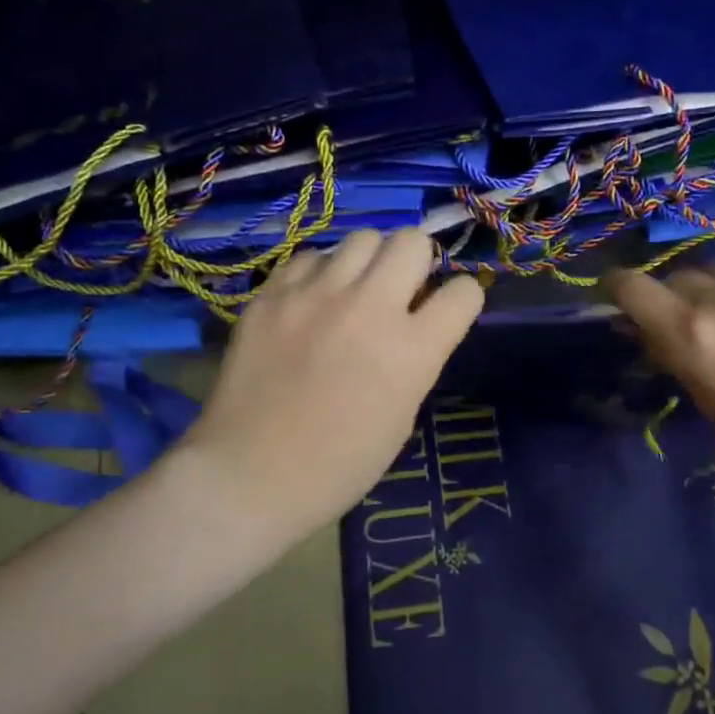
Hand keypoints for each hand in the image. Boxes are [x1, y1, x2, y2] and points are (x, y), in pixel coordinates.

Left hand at [181, 228, 483, 538]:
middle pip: (412, 241)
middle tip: (402, 287)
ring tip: (355, 289)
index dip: (462, 298)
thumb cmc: (339, 464)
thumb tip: (417, 317)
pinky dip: (321, 273)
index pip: (464, 291)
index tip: (447, 308)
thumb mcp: (402, 414)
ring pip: (362, 238)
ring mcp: (315, 295)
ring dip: (370, 261)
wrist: (250, 475)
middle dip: (417, 260)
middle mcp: (369, 308)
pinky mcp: (272, 294)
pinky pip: (311, 258)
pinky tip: (312, 300)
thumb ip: (417, 356)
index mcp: (412, 350)